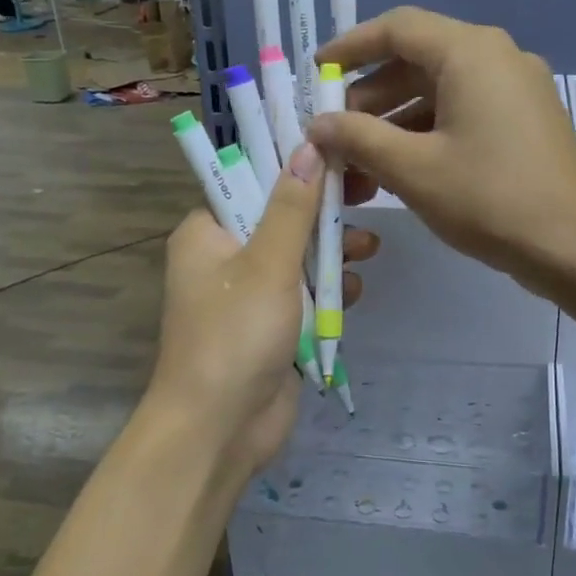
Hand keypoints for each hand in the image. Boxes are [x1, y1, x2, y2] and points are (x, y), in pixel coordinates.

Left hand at [146, 144, 378, 487]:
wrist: (221, 428)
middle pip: (281, 219)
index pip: (250, 181)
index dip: (295, 165)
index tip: (339, 152)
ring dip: (331, 253)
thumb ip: (292, 206)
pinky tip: (352, 289)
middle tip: (368, 195)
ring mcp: (249, 296)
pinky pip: (304, 296)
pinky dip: (328, 291)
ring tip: (368, 249)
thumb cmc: (235, 335)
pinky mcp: (272, 328)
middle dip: (323, 213)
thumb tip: (308, 146)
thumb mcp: (267, 263)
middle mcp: (224, 258)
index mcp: (206, 233)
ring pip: (298, 258)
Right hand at [311, 7, 575, 293]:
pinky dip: (427, 135)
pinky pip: (464, 114)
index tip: (317, 72)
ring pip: (440, 92)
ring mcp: (517, 91)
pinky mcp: (526, 123)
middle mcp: (497, 59)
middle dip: (369, 97)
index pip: (397, 28)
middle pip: (418, 61)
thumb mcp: (412, 169)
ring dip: (395, 124)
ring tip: (360, 166)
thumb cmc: (489, 199)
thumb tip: (318, 124)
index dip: (350, 47)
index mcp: (471, 53)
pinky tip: (401, 172)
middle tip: (335, 134)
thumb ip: (358, 138)